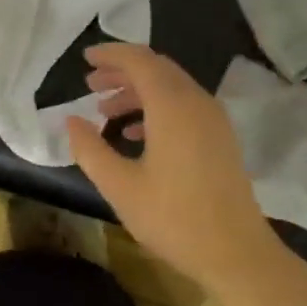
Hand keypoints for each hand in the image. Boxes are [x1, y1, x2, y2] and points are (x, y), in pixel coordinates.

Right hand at [66, 43, 290, 305]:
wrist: (234, 251)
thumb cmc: (173, 218)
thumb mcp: (120, 187)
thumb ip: (90, 149)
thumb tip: (71, 121)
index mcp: (172, 106)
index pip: (140, 61)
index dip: (111, 55)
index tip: (85, 58)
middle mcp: (197, 103)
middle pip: (158, 70)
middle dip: (123, 72)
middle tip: (91, 83)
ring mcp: (214, 121)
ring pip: (173, 89)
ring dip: (139, 93)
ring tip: (106, 110)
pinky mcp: (221, 139)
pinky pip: (186, 108)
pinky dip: (158, 110)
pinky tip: (137, 134)